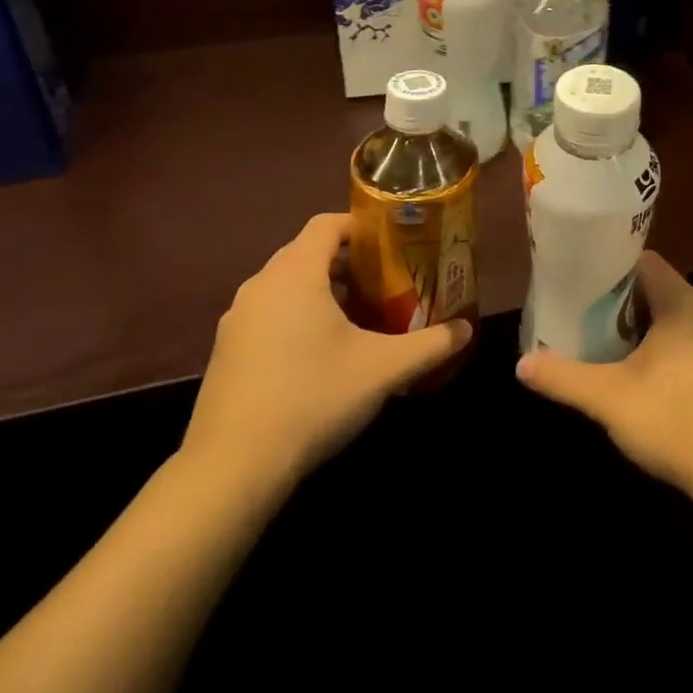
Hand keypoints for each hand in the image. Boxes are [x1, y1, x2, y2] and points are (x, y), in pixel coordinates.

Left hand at [179, 213, 471, 504]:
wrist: (232, 468)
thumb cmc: (313, 398)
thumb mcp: (383, 370)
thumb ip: (430, 345)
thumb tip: (467, 329)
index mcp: (295, 274)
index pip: (326, 224)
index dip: (360, 225)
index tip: (392, 242)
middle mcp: (260, 285)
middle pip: (306, 252)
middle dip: (346, 261)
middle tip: (384, 280)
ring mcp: (236, 319)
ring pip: (285, 284)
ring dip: (320, 289)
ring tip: (357, 315)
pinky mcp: (225, 350)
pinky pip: (267, 313)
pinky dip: (295, 315)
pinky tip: (319, 353)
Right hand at [515, 251, 692, 503]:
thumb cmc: (676, 421)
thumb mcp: (610, 399)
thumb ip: (564, 377)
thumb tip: (521, 364)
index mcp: (684, 302)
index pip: (643, 262)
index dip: (609, 268)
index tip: (580, 284)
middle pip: (656, 290)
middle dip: (619, 303)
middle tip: (583, 317)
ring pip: (672, 318)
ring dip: (641, 329)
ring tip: (604, 345)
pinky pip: (689, 342)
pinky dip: (663, 349)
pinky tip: (641, 376)